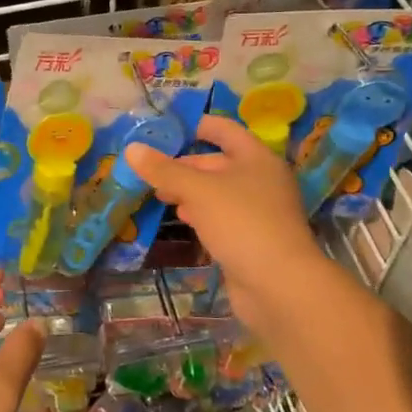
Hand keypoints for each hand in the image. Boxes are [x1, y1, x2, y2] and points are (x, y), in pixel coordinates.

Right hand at [124, 115, 334, 332]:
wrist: (279, 285)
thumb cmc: (241, 223)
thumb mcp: (197, 191)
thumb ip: (164, 170)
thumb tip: (132, 149)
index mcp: (256, 158)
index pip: (224, 130)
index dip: (197, 125)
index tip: (167, 129)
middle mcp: (261, 180)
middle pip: (218, 162)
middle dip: (185, 165)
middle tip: (152, 170)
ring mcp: (259, 211)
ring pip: (219, 192)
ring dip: (191, 191)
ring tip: (161, 195)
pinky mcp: (253, 239)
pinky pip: (223, 217)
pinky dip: (202, 214)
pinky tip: (183, 219)